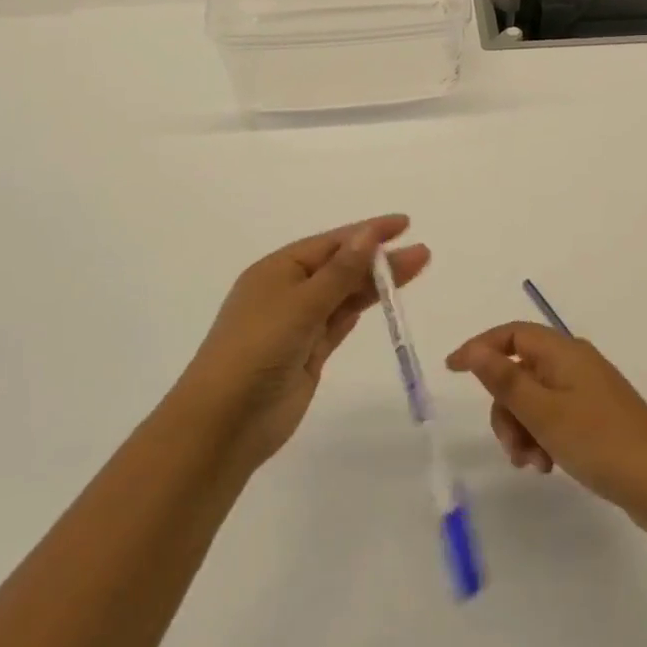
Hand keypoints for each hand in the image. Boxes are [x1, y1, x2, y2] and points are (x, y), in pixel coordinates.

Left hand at [178, 216, 428, 472]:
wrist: (225, 422)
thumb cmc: (257, 350)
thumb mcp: (301, 304)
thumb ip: (341, 271)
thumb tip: (369, 233)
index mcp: (277, 270)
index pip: (332, 243)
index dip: (369, 232)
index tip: (404, 223)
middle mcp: (288, 291)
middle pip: (342, 267)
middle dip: (380, 258)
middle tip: (422, 253)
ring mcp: (299, 324)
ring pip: (345, 295)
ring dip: (377, 283)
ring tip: (416, 269)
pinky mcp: (309, 353)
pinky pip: (341, 321)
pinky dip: (362, 309)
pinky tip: (386, 299)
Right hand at [445, 323, 646, 526]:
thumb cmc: (599, 441)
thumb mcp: (543, 412)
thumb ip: (505, 380)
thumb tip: (474, 350)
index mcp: (563, 352)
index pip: (512, 334)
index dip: (480, 347)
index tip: (451, 371)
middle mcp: (575, 363)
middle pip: (520, 371)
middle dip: (506, 408)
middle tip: (511, 447)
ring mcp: (588, 391)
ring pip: (534, 399)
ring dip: (523, 429)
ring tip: (533, 464)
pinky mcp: (596, 417)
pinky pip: (554, 417)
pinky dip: (542, 437)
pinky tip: (549, 466)